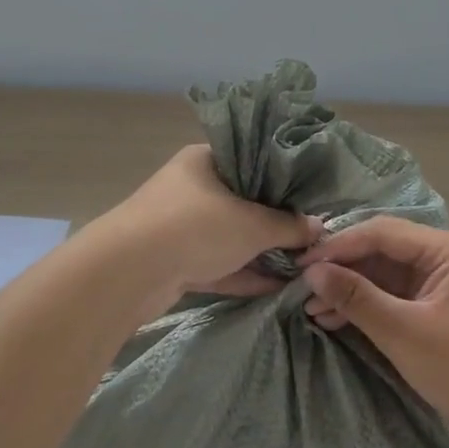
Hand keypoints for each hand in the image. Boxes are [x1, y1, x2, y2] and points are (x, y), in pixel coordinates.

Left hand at [106, 145, 322, 299]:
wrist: (130, 272)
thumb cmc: (195, 227)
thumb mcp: (252, 225)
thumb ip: (288, 226)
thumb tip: (318, 227)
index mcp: (204, 160)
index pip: (250, 160)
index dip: (282, 179)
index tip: (311, 198)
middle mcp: (191, 188)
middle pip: (242, 201)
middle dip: (275, 221)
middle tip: (311, 236)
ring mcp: (181, 226)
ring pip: (230, 236)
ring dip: (261, 252)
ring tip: (302, 265)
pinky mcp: (175, 262)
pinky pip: (217, 264)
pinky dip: (243, 274)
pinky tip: (277, 287)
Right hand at [301, 218, 448, 447]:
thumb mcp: (405, 333)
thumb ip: (356, 297)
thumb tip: (312, 271)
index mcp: (448, 249)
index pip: (381, 232)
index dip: (337, 246)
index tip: (300, 266)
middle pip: (384, 250)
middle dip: (343, 270)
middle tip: (302, 290)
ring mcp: (448, 283)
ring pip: (388, 274)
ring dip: (353, 290)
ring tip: (314, 310)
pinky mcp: (445, 309)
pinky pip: (400, 296)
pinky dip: (371, 307)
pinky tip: (339, 320)